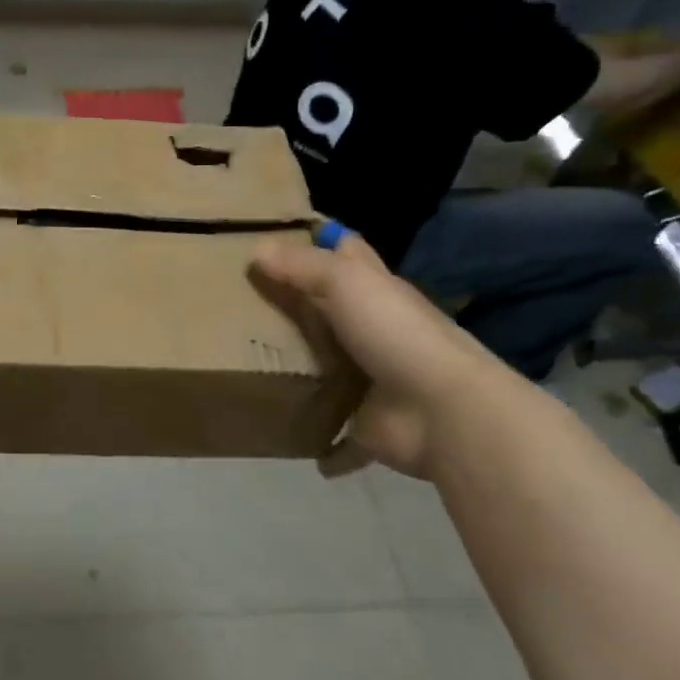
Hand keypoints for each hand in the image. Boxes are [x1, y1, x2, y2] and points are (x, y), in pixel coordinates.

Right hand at [252, 236, 500, 479]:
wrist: (442, 412)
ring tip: (242, 360)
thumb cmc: (395, 332)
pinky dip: (320, 442)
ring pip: (325, 366)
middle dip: (291, 305)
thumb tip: (255, 250)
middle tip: (237, 300)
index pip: (345, 253)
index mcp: (373, 289)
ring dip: (296, 366)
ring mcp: (369, 378)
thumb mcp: (346, 281)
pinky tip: (286, 436)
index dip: (317, 240)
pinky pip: (334, 432)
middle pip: (326, 309)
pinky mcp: (364, 423)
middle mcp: (371, 329)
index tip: (272, 237)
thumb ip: (301, 265)